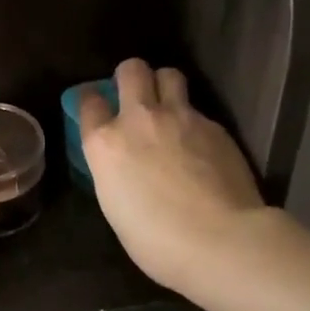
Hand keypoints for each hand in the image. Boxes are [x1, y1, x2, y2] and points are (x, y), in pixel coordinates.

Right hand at [79, 58, 269, 302]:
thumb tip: (124, 164)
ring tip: (169, 106)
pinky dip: (194, 121)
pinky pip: (198, 110)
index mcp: (105, 143)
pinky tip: (201, 146)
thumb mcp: (115, 206)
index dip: (91, 101)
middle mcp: (138, 119)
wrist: (220, 240)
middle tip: (136, 95)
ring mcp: (180, 118)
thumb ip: (114, 171)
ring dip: (164, 85)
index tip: (96, 107)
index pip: (88, 101)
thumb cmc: (156, 241)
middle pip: (131, 70)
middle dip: (130, 76)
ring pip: (169, 75)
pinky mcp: (214, 126)